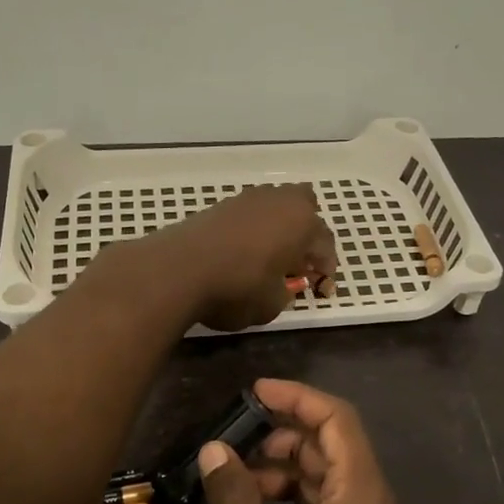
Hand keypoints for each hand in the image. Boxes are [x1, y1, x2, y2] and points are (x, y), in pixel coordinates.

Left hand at [140, 184, 335, 331]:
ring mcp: (247, 199)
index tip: (321, 290)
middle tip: (299, 263)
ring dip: (279, 228)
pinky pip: (250, 214)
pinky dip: (255, 230)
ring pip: (275, 207)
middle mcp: (279, 201)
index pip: (325, 244)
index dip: (326, 270)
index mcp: (302, 222)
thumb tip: (283, 286)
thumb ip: (286, 292)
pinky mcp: (220, 206)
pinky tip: (244, 253)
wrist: (177, 270)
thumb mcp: (273, 304)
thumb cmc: (236, 288)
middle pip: (305, 208)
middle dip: (307, 234)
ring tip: (270, 258)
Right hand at [200, 379, 408, 503]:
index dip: (297, 397)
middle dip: (287, 436)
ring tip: (238, 480)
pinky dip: (293, 503)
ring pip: (329, 483)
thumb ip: (234, 497)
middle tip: (238, 441)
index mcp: (363, 496)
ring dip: (286, 471)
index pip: (338, 420)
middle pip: (334, 449)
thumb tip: (216, 451)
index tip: (255, 392)